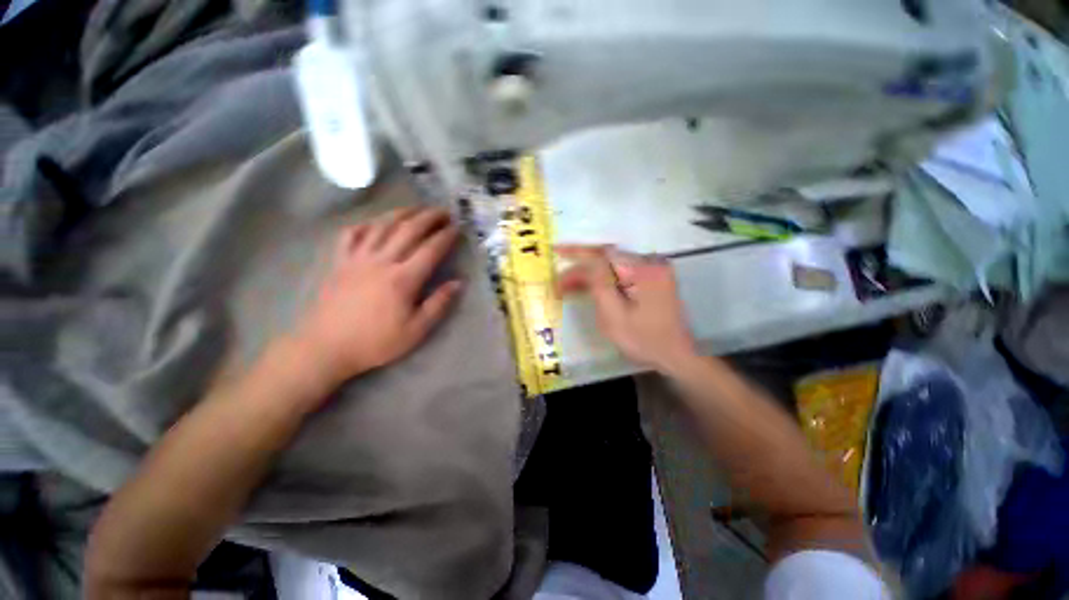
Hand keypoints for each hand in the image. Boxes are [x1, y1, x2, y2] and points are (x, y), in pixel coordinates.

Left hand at [295, 208, 462, 386]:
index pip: (430, 249)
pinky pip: (352, 234)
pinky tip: (375, 223)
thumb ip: (438, 304)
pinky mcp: (339, 262)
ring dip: (402, 213)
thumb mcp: (416, 330)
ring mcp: (357, 258)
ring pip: (382, 226)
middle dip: (429, 217)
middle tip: (443, 211)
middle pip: (408, 230)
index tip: (458, 227)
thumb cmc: (376, 341)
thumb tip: (458, 282)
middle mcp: (382, 261)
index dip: (446, 236)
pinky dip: (365, 224)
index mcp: (403, 279)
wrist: (326, 347)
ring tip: (416, 208)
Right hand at [557, 245, 696, 371]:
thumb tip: (585, 265)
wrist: (676, 356)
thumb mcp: (615, 317)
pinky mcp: (654, 278)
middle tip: (560, 267)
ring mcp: (655, 269)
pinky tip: (589, 282)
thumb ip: (599, 286)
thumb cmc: (644, 341)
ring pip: (614, 262)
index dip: (577, 256)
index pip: (603, 256)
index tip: (556, 258)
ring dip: (591, 269)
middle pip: (608, 256)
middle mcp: (651, 262)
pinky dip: (604, 275)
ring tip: (570, 280)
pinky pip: (623, 271)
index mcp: (644, 270)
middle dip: (581, 260)